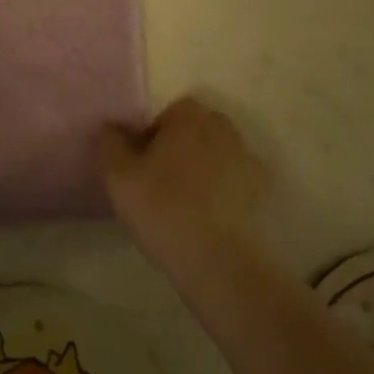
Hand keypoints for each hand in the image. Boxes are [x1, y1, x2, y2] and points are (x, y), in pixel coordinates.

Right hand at [98, 97, 266, 270]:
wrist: (219, 262)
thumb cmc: (163, 209)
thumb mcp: (118, 175)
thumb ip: (110, 143)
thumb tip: (111, 126)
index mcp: (190, 118)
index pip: (170, 112)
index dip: (153, 134)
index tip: (142, 164)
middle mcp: (224, 129)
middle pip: (196, 130)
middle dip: (179, 148)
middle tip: (159, 181)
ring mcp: (248, 161)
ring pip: (217, 155)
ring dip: (202, 169)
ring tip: (184, 203)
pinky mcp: (263, 193)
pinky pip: (235, 182)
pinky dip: (222, 192)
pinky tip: (208, 219)